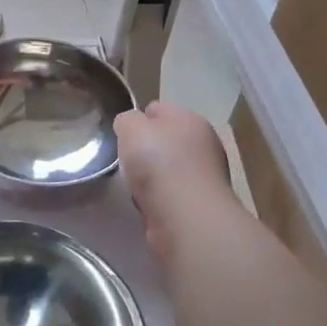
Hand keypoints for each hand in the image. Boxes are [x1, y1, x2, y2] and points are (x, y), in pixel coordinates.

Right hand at [115, 101, 236, 262]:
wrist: (185, 216)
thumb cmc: (158, 163)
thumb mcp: (131, 127)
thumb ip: (127, 120)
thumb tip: (130, 127)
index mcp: (190, 120)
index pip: (159, 109)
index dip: (138, 118)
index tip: (122, 134)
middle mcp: (203, 144)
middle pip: (165, 140)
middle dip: (144, 149)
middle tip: (126, 160)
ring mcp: (204, 176)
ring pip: (167, 169)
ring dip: (150, 177)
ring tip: (133, 186)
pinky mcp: (199, 204)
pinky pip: (169, 194)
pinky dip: (156, 199)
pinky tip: (146, 205)